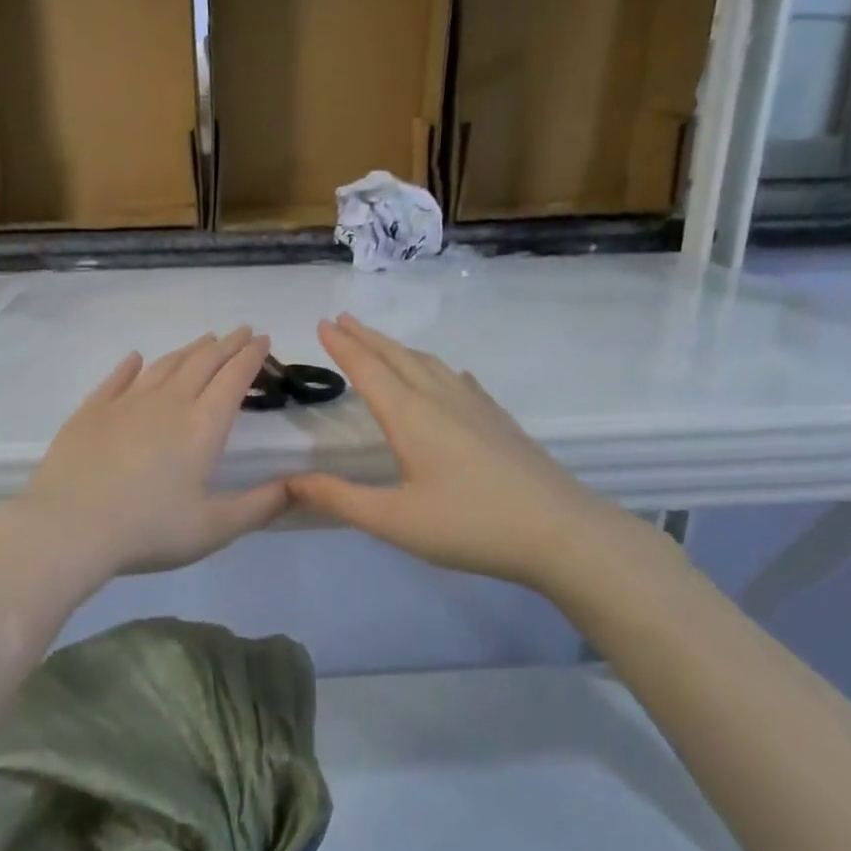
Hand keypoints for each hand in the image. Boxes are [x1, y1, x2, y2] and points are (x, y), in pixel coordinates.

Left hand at [9, 329, 287, 580]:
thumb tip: (303, 486)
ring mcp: (126, 402)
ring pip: (165, 364)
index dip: (252, 356)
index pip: (234, 378)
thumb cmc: (148, 529)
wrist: (69, 527)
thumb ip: (261, 506)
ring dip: (189, 349)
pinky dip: (132, 365)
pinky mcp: (92, 410)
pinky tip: (136, 358)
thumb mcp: (214, 528)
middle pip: (203, 362)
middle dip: (227, 344)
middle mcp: (168, 402)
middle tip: (242, 331)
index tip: (263, 339)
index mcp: (202, 426)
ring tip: (204, 340)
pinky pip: (118, 378)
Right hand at [287, 315, 644, 590]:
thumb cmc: (470, 525)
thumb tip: (291, 482)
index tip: (322, 322)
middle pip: (397, 357)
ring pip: (429, 364)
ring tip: (381, 343)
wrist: (560, 531)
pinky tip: (447, 377)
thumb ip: (340, 499)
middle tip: (341, 318)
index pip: (368, 369)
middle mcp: (440, 399)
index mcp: (410, 416)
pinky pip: (459, 380)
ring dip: (398, 348)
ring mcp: (475, 406)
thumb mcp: (394, 521)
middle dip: (366, 336)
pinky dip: (438, 369)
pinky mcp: (499, 419)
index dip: (343, 345)